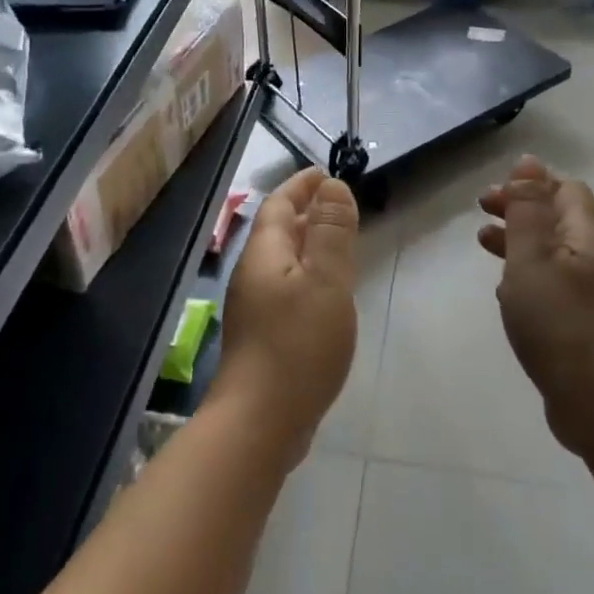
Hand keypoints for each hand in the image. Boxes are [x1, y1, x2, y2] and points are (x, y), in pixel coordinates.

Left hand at [213, 168, 358, 461]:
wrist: (261, 421)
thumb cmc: (297, 345)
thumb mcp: (325, 281)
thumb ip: (331, 232)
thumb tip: (332, 186)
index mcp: (264, 254)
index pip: (280, 205)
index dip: (302, 186)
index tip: (326, 173)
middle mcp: (253, 275)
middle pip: (278, 231)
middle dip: (306, 212)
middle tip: (340, 205)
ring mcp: (255, 308)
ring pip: (283, 262)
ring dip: (309, 245)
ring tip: (339, 244)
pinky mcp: (264, 336)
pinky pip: (288, 289)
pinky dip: (308, 277)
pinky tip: (328, 295)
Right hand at [477, 157, 593, 461]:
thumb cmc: (564, 327)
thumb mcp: (534, 261)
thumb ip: (527, 212)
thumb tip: (529, 163)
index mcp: (587, 239)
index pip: (566, 192)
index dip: (531, 184)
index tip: (491, 197)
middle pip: (560, 221)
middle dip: (521, 211)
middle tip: (482, 215)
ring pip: (555, 256)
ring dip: (520, 244)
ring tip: (485, 246)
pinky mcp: (586, 330)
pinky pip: (554, 289)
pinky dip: (528, 278)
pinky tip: (507, 295)